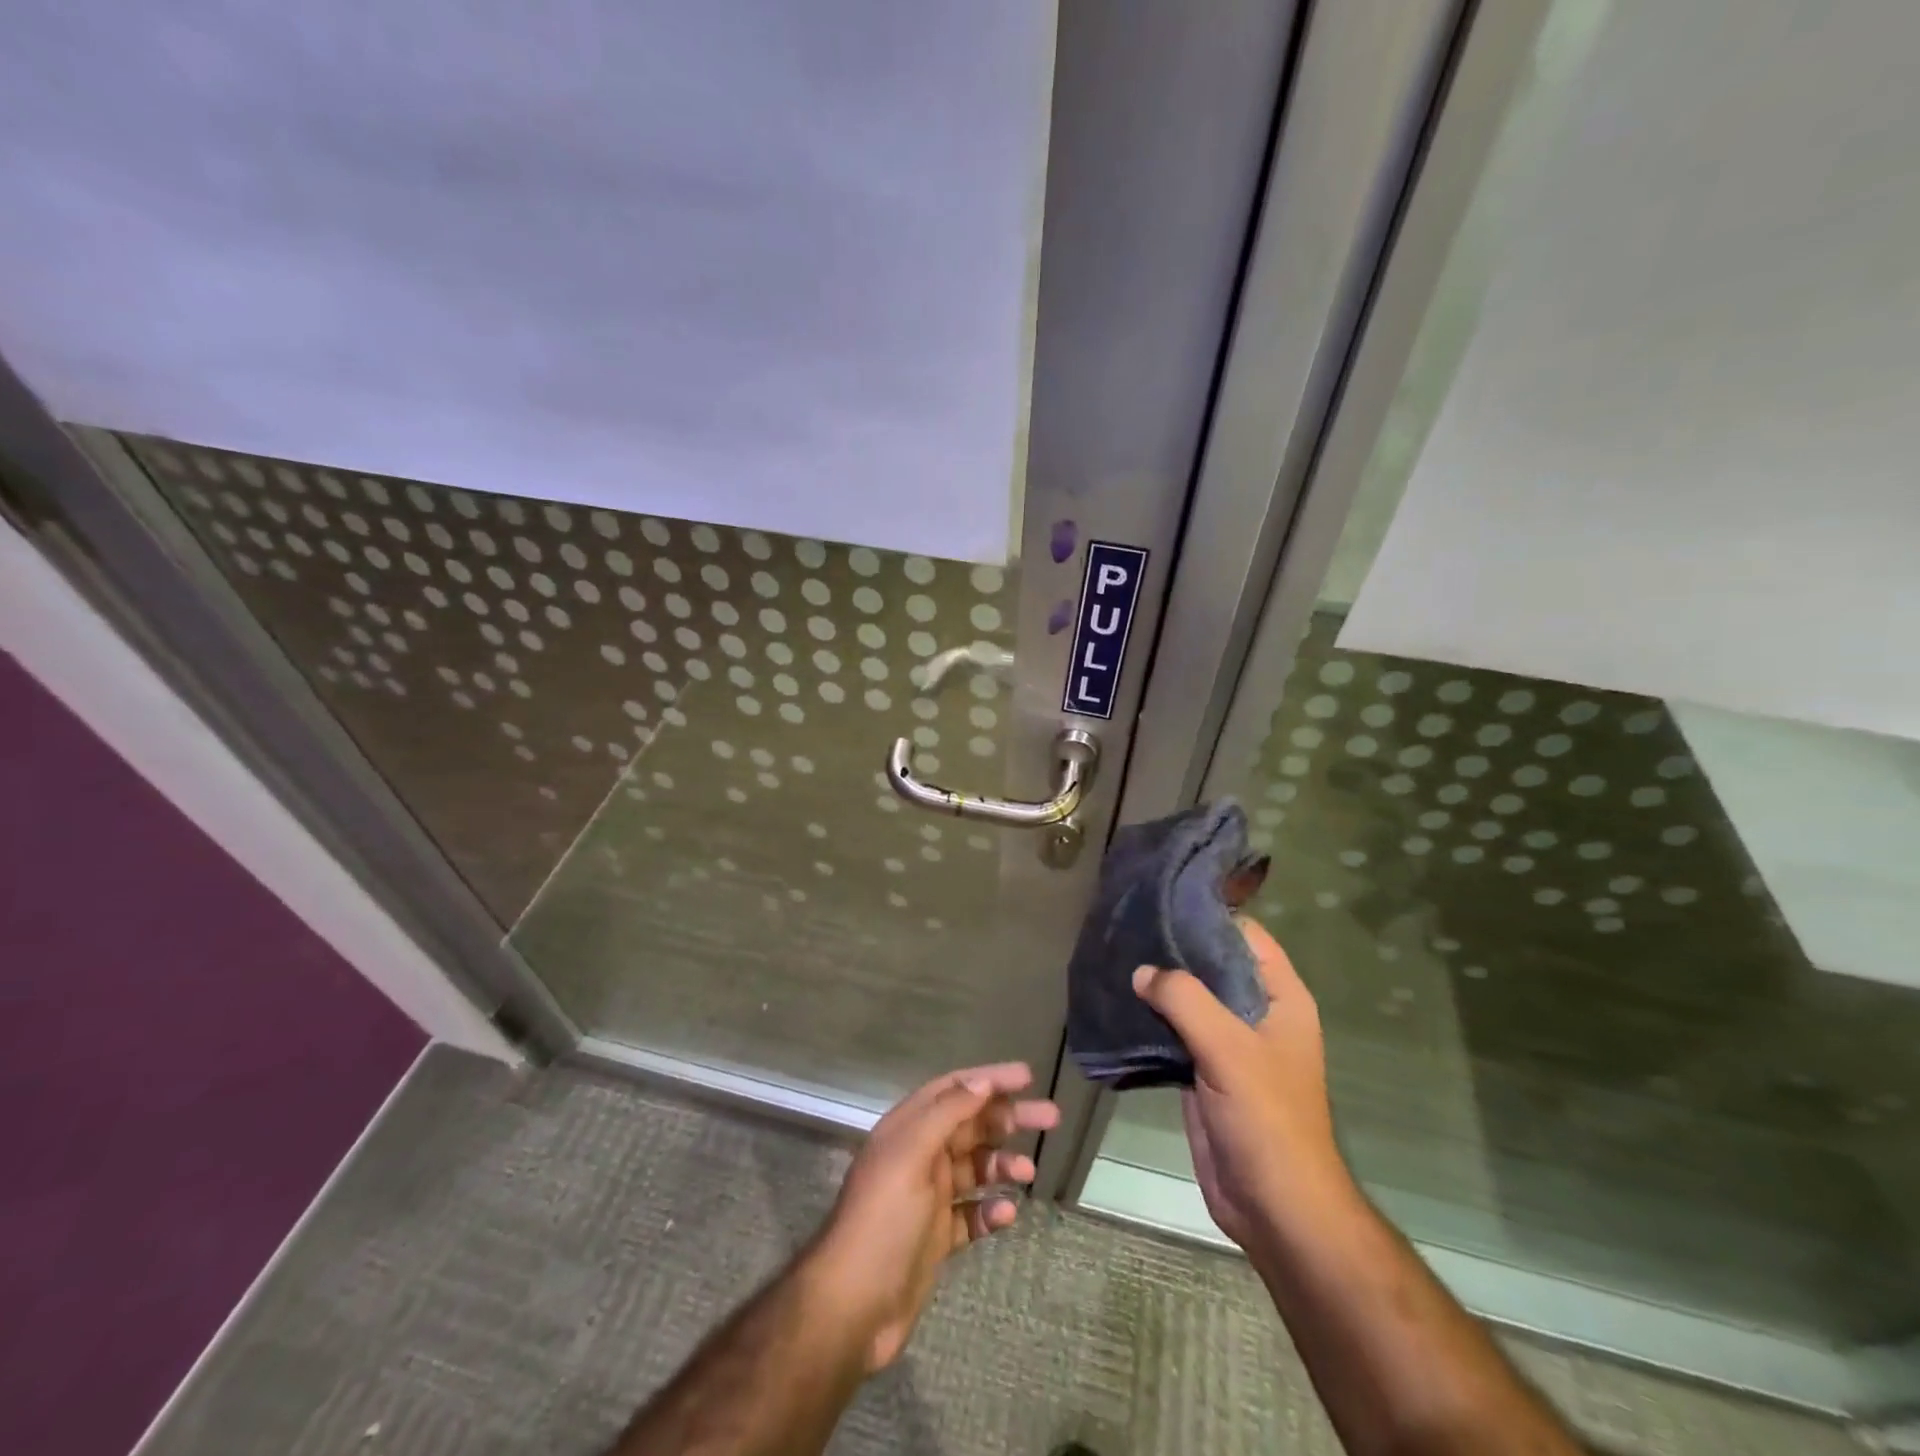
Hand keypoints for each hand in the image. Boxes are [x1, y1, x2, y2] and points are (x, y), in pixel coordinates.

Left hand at [805, 1062, 1059, 1370]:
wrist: (853, 1306)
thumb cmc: (883, 1219)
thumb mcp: (911, 1155)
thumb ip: (946, 1114)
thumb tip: (981, 1081)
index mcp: (908, 1129)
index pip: (953, 1090)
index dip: (989, 1079)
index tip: (1027, 1076)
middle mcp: (919, 1156)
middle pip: (970, 1126)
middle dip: (1008, 1119)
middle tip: (1051, 1117)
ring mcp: (927, 1198)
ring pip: (974, 1169)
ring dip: (1002, 1165)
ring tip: (1028, 1173)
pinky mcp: (936, 1238)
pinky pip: (971, 1215)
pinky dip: (990, 1211)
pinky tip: (1006, 1216)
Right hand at [1132, 918, 1346, 1250]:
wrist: (1273, 1206)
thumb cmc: (1266, 1119)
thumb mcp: (1229, 1048)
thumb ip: (1184, 1000)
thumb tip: (1142, 971)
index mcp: (1280, 997)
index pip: (1244, 935)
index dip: (1207, 914)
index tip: (1161, 898)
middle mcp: (1257, 1012)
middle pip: (1212, 963)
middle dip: (1173, 948)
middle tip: (1126, 925)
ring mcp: (1230, 1042)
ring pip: (1190, 997)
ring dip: (1158, 983)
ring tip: (1114, 955)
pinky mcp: (1204, 1069)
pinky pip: (1174, 1031)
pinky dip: (1150, 1017)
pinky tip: (1118, 1001)